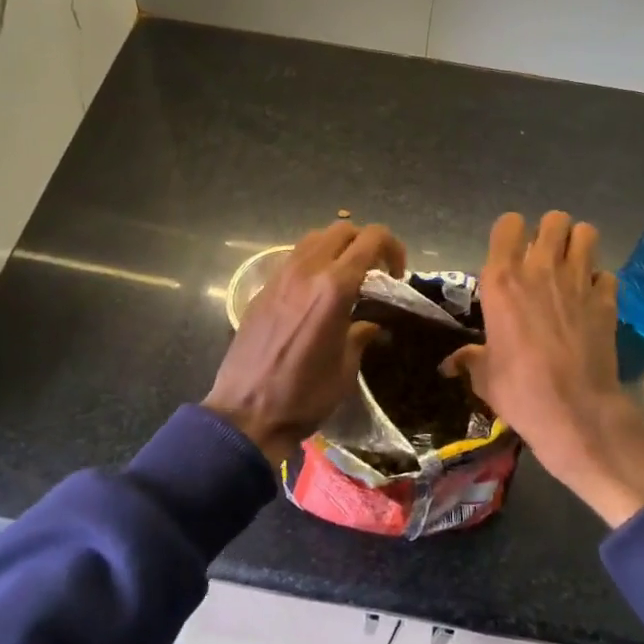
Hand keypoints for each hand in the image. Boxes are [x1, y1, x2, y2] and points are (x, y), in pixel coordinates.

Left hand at [205, 222, 405, 462]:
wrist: (246, 413)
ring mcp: (280, 277)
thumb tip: (369, 324)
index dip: (392, 248)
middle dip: (365, 243)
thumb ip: (360, 336)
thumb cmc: (305, 395)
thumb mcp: (345, 368)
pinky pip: (293, 259)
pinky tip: (316, 294)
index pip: (371, 239)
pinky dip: (313, 263)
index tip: (397, 275)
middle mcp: (306, 271)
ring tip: (346, 279)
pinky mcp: (262, 290)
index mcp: (334, 287)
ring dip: (337, 249)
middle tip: (375, 273)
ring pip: (314, 239)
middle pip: (342, 230)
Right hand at [444, 211, 643, 527]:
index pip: (508, 224)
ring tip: (572, 267)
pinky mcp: (607, 299)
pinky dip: (599, 282)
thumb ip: (470, 359)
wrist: (575, 411)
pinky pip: (606, 273)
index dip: (511, 233)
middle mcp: (540, 268)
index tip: (511, 253)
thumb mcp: (484, 376)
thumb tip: (450, 364)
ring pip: (586, 233)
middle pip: (553, 219)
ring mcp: (578, 280)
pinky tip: (591, 299)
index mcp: (502, 279)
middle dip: (550, 233)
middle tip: (546, 258)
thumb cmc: (520, 390)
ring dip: (578, 245)